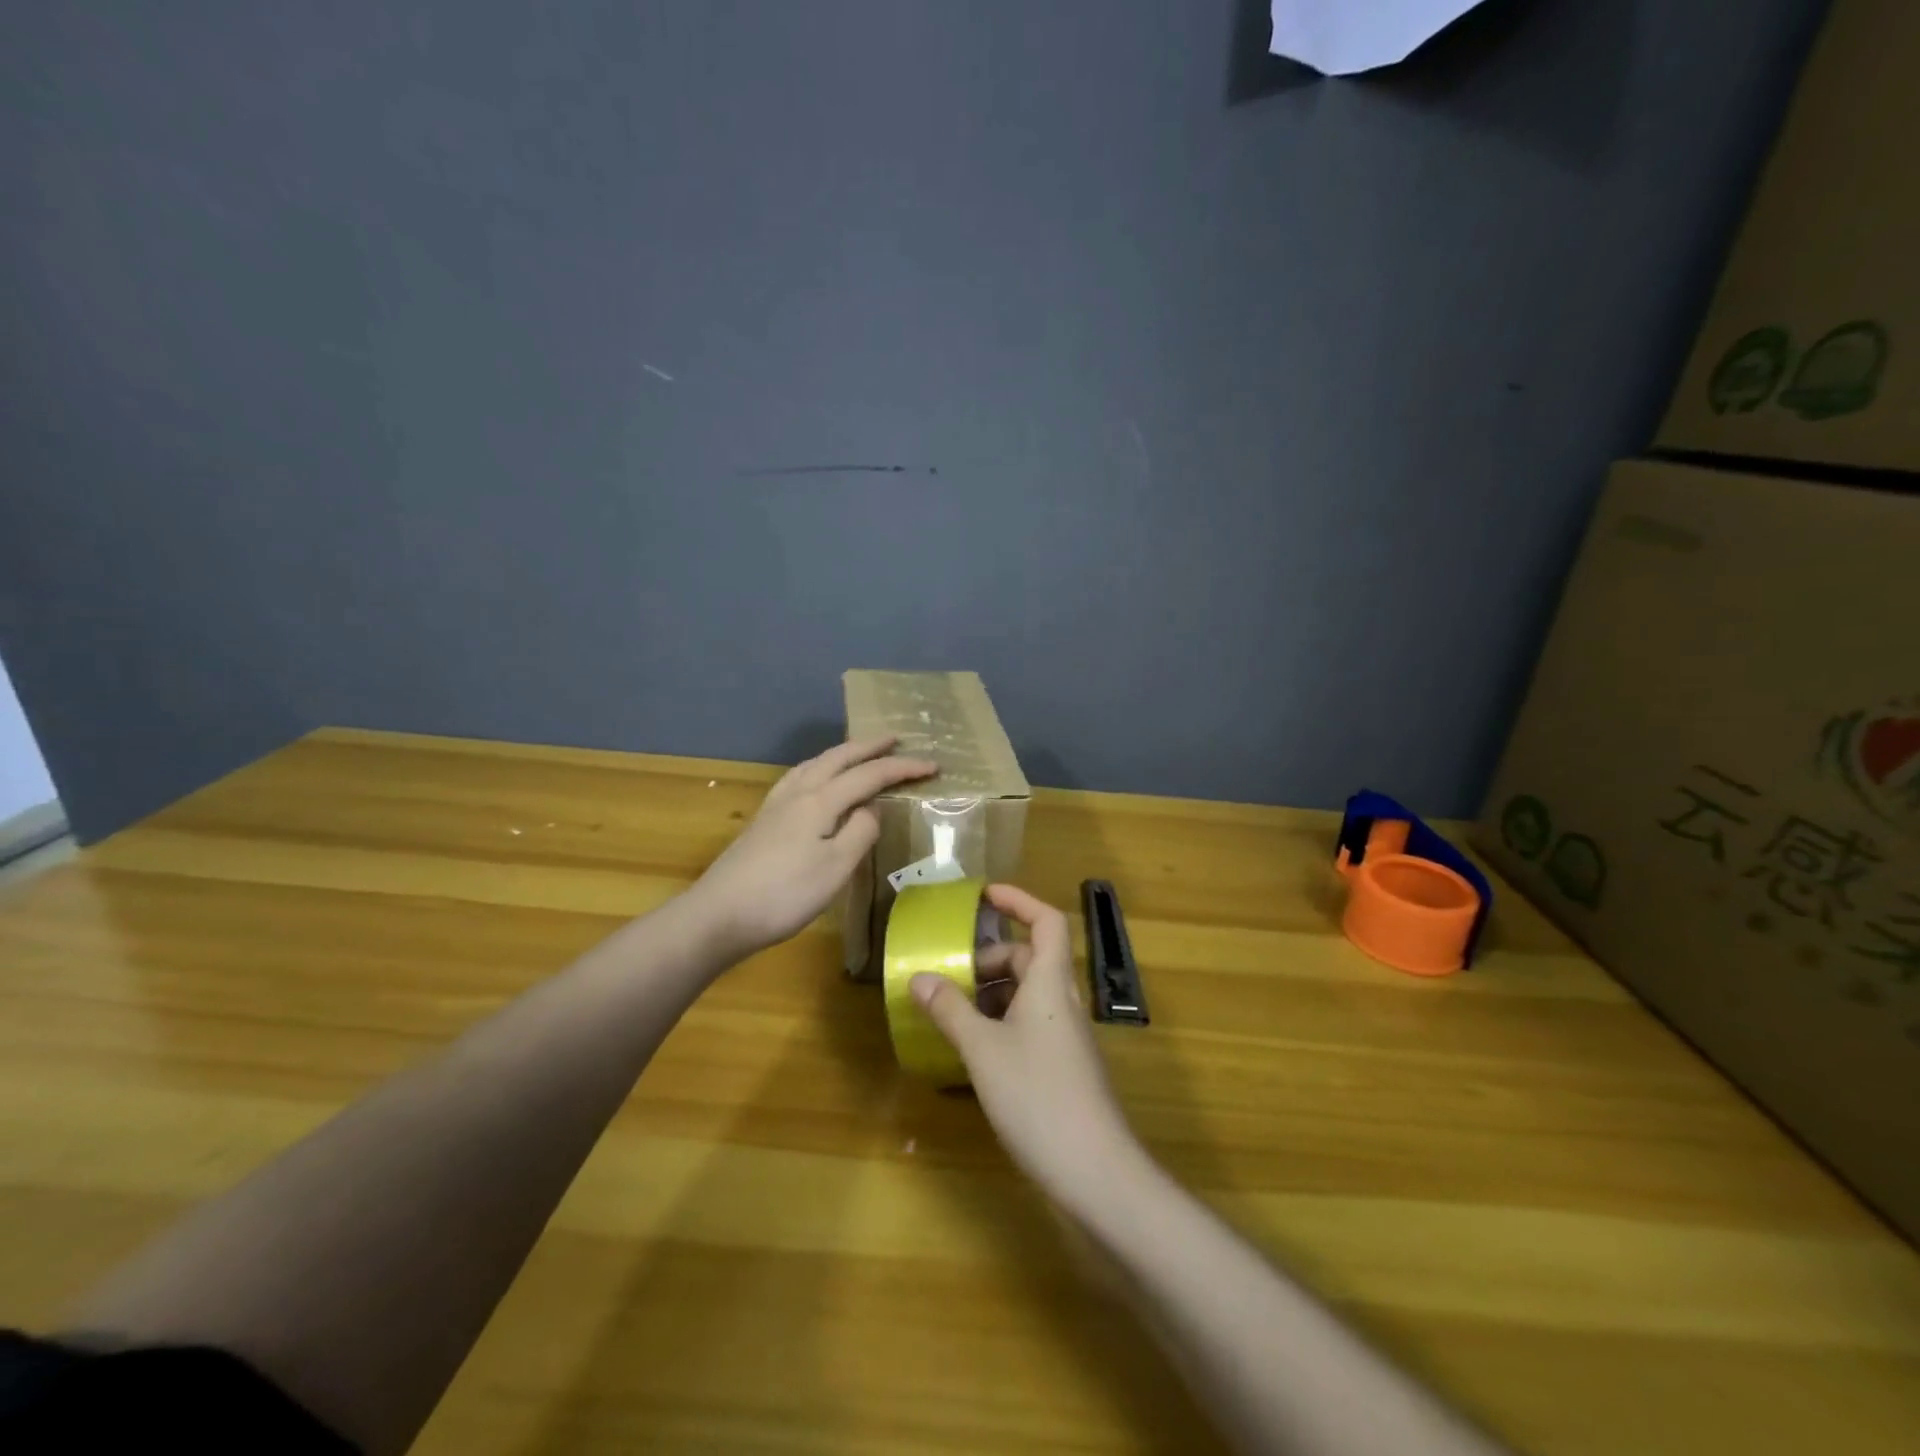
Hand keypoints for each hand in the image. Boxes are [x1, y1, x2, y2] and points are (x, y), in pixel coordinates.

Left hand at [690, 736, 935, 960]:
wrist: (719, 915)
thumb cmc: (784, 895)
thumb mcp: (836, 868)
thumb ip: (860, 832)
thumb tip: (871, 808)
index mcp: (820, 801)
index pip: (869, 775)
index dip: (902, 768)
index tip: (932, 765)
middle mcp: (797, 793)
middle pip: (838, 758)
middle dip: (869, 746)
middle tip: (895, 739)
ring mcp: (776, 805)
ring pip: (814, 764)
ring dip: (841, 753)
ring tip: (857, 752)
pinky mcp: (763, 820)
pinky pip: (798, 777)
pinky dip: (818, 768)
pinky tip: (813, 781)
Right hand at [912, 884, 1142, 1202]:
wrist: (1096, 1172)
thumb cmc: (1038, 1097)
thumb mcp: (983, 1050)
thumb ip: (950, 1010)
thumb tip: (920, 977)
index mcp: (1051, 983)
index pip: (1045, 921)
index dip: (1018, 900)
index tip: (982, 896)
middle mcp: (1063, 1001)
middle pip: (1030, 959)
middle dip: (990, 959)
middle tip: (951, 974)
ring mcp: (1066, 1036)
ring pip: (1029, 995)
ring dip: (992, 994)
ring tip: (953, 1012)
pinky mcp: (1063, 1067)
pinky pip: (1030, 1025)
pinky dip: (1001, 1024)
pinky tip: (974, 1051)